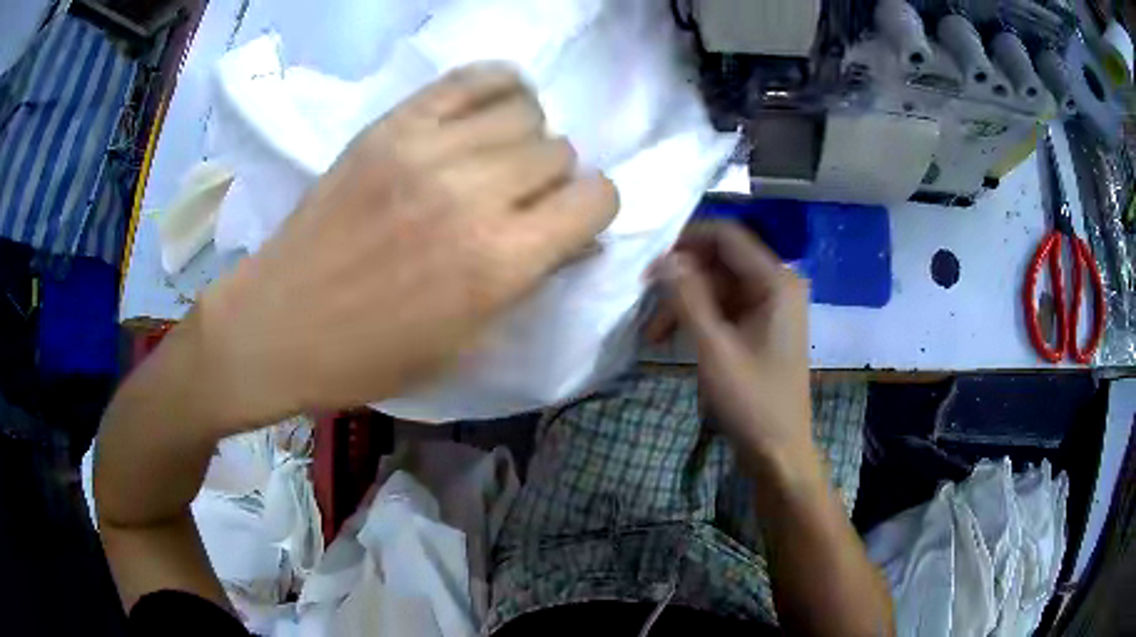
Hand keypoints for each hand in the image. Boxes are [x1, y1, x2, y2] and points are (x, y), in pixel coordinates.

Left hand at [197, 63, 617, 426]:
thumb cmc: (370, 356)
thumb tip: (576, 237)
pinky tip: (490, 109)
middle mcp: (472, 196)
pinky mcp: (390, 126)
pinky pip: (471, 78)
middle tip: (519, 200)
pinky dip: (497, 86)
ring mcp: (426, 151)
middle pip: (559, 151)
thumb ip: (529, 282)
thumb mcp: (465, 344)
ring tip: (495, 158)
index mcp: (497, 264)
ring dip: (524, 137)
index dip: (593, 209)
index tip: (570, 221)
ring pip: (524, 111)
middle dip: (553, 179)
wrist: (278, 326)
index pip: (595, 199)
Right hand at [647, 222, 811, 464]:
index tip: (648, 261)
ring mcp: (770, 306)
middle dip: (681, 280)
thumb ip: (688, 297)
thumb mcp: (714, 348)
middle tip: (643, 302)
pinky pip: (724, 307)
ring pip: (718, 286)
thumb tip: (663, 258)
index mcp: (776, 281)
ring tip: (651, 334)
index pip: (727, 236)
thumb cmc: (751, 401)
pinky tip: (670, 338)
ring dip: (684, 303)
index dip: (686, 241)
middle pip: (720, 262)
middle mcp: (777, 284)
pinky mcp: (761, 326)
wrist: (778, 451)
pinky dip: (698, 318)